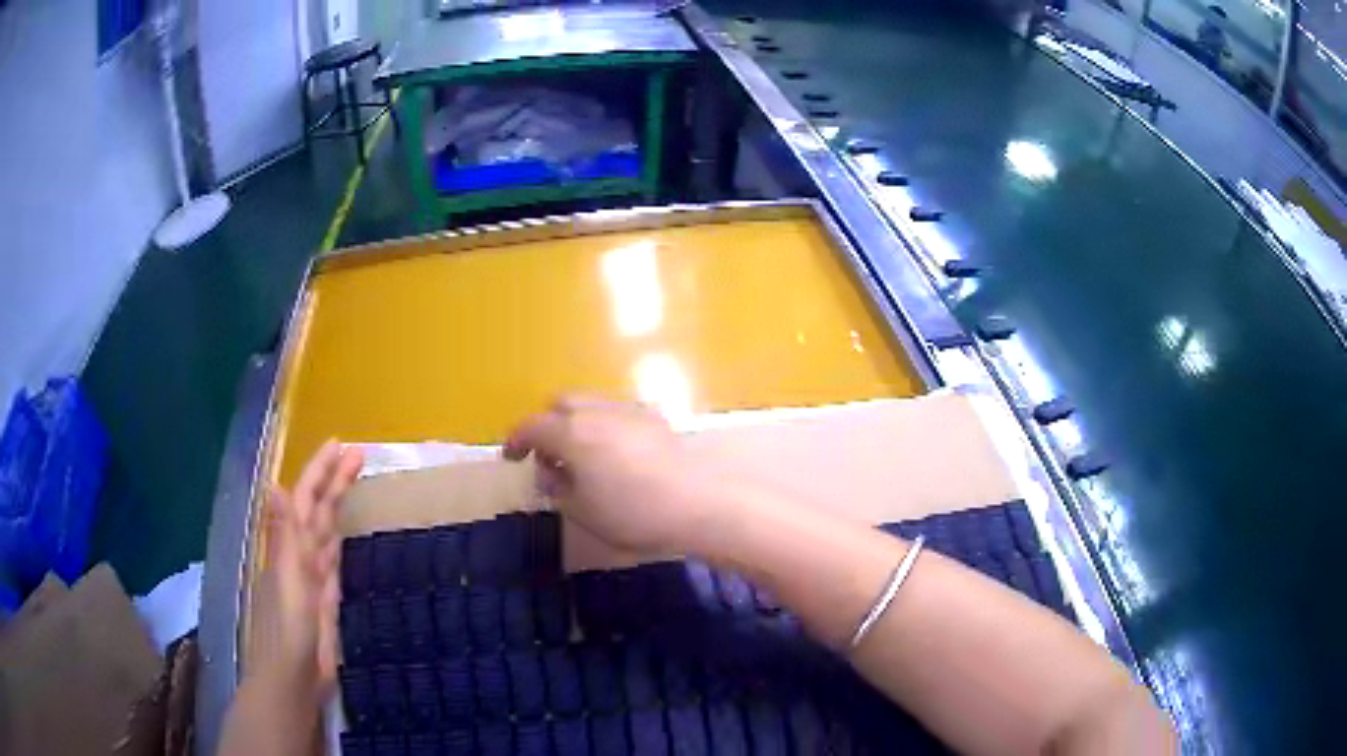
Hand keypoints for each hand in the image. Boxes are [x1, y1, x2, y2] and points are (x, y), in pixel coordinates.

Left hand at [249, 440, 363, 701]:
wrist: (293, 677)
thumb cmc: (288, 630)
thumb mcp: (286, 580)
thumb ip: (284, 536)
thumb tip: (274, 484)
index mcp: (292, 546)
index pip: (306, 498)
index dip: (320, 471)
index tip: (341, 445)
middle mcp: (302, 555)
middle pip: (318, 509)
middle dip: (334, 480)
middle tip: (360, 455)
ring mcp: (315, 577)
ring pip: (327, 530)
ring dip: (338, 504)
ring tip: (356, 482)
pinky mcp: (328, 600)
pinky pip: (334, 560)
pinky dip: (339, 540)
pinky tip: (345, 535)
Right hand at [503, 396, 717, 553]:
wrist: (694, 504)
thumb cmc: (631, 513)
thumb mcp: (581, 510)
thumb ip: (557, 487)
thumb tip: (550, 472)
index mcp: (571, 433)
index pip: (531, 426)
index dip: (515, 440)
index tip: (510, 456)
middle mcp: (596, 411)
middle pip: (560, 404)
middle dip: (548, 425)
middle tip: (550, 457)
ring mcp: (627, 409)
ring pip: (590, 404)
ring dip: (577, 423)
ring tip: (584, 457)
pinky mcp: (654, 417)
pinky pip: (617, 412)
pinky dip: (605, 426)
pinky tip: (616, 454)